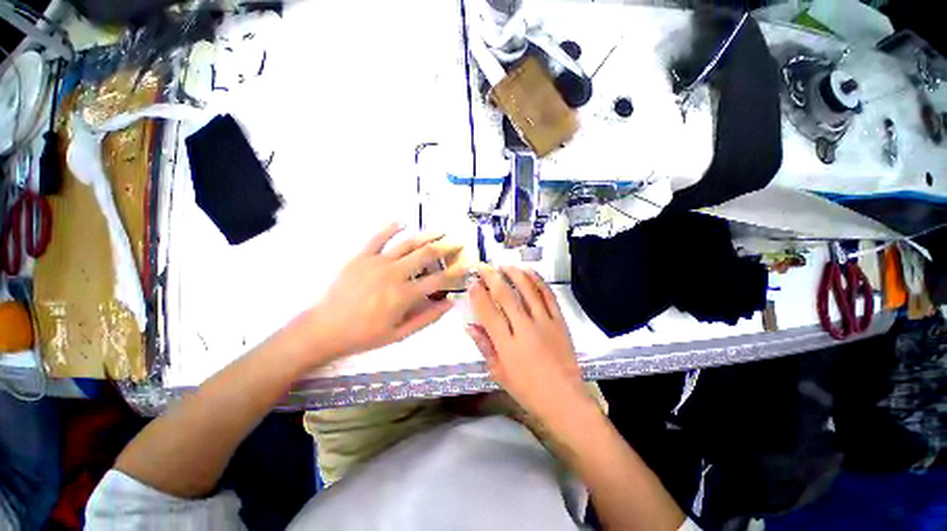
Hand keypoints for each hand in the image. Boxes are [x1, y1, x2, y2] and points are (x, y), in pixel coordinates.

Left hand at [300, 223, 465, 361]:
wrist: (324, 328)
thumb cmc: (364, 334)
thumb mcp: (399, 334)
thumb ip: (427, 318)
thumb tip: (450, 304)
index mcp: (404, 295)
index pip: (439, 280)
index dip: (456, 272)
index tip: (467, 265)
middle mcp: (394, 274)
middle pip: (427, 255)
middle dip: (446, 248)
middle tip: (457, 243)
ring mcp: (377, 262)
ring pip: (407, 243)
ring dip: (427, 235)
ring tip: (440, 231)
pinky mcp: (361, 256)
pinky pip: (378, 237)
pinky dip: (391, 227)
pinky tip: (403, 222)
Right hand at [466, 265, 587, 421]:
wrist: (564, 399)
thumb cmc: (527, 390)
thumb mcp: (499, 373)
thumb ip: (484, 346)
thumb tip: (469, 325)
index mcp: (507, 345)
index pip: (488, 312)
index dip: (478, 294)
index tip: (472, 282)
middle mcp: (525, 329)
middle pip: (505, 295)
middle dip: (492, 276)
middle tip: (483, 265)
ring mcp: (545, 322)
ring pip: (528, 290)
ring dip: (514, 273)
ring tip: (504, 264)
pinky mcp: (560, 321)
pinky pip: (548, 295)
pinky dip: (538, 280)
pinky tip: (529, 272)